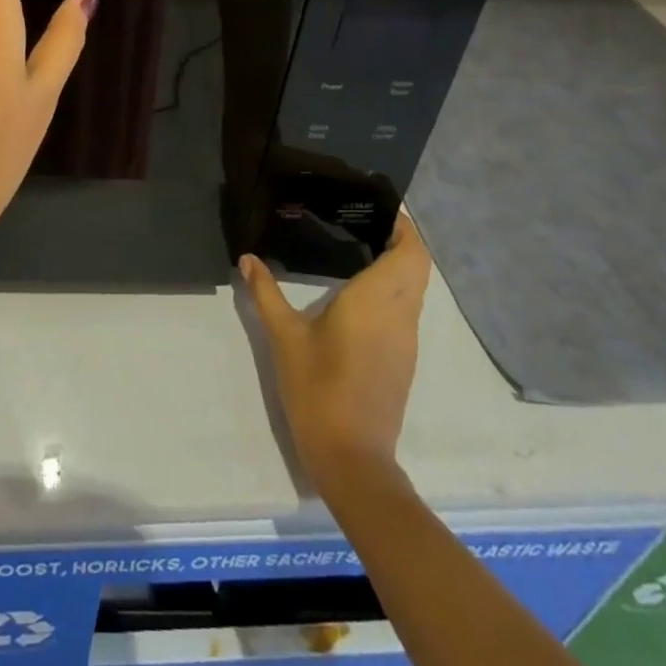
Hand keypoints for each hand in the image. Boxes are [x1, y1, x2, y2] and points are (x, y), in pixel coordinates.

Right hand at [241, 214, 431, 489]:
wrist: (352, 458)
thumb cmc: (318, 389)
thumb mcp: (284, 338)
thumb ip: (266, 293)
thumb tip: (248, 258)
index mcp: (376, 301)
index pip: (410, 252)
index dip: (404, 226)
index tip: (378, 207)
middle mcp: (400, 315)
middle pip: (418, 266)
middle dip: (401, 240)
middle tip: (363, 221)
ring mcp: (406, 340)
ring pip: (415, 289)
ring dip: (399, 264)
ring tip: (359, 246)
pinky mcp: (403, 360)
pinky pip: (407, 309)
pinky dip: (394, 289)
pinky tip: (360, 291)